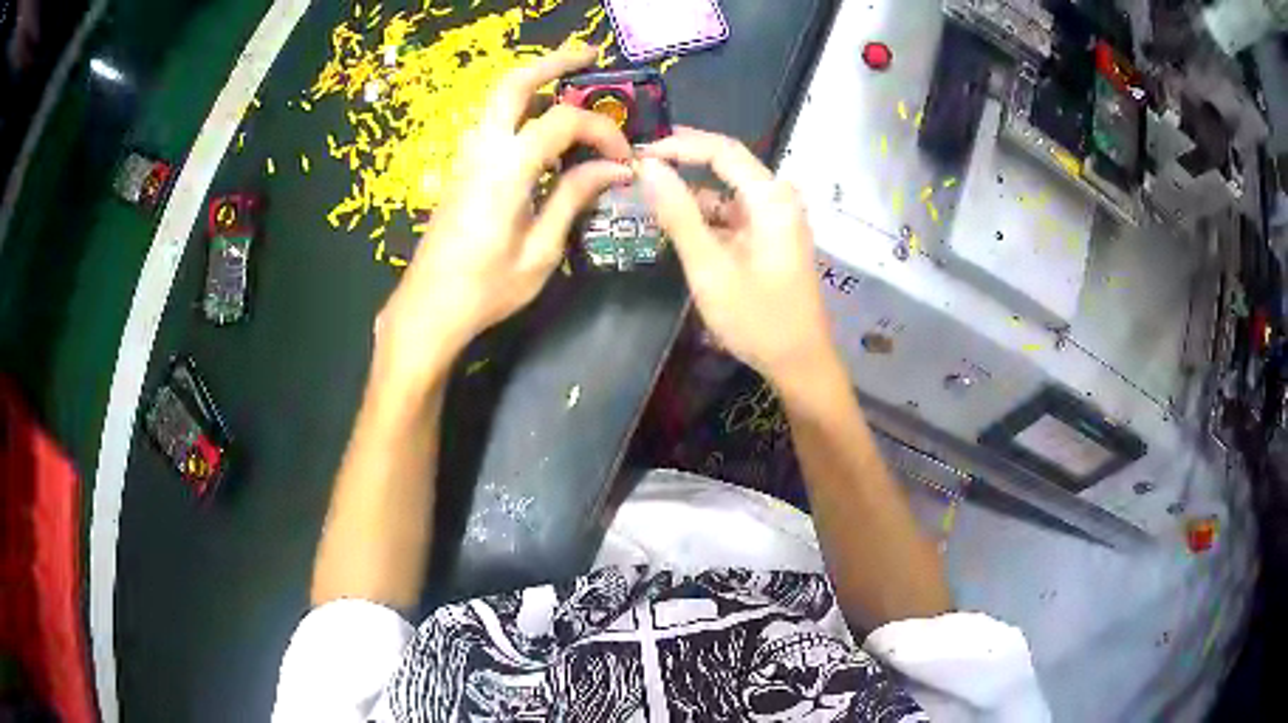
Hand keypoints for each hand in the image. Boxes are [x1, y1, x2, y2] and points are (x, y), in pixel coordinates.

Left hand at [375, 48, 632, 384]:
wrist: (428, 309)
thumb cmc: (486, 289)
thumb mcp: (541, 250)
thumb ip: (574, 198)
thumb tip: (615, 168)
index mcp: (506, 169)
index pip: (562, 122)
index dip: (601, 131)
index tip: (623, 159)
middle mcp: (482, 150)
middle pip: (514, 83)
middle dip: (553, 63)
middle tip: (590, 57)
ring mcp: (466, 156)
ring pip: (498, 99)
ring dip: (535, 83)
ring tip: (571, 86)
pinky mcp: (461, 169)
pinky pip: (493, 122)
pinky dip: (521, 110)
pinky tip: (543, 128)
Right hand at [636, 127, 834, 384]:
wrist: (800, 363)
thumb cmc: (757, 318)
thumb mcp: (710, 267)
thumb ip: (678, 214)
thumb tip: (647, 167)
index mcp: (771, 198)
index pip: (722, 150)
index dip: (679, 145)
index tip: (639, 154)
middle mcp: (778, 199)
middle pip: (726, 164)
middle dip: (683, 162)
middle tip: (638, 166)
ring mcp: (776, 218)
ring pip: (726, 191)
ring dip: (690, 192)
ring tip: (647, 194)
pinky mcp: (770, 237)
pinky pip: (732, 213)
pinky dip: (704, 215)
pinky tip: (675, 223)